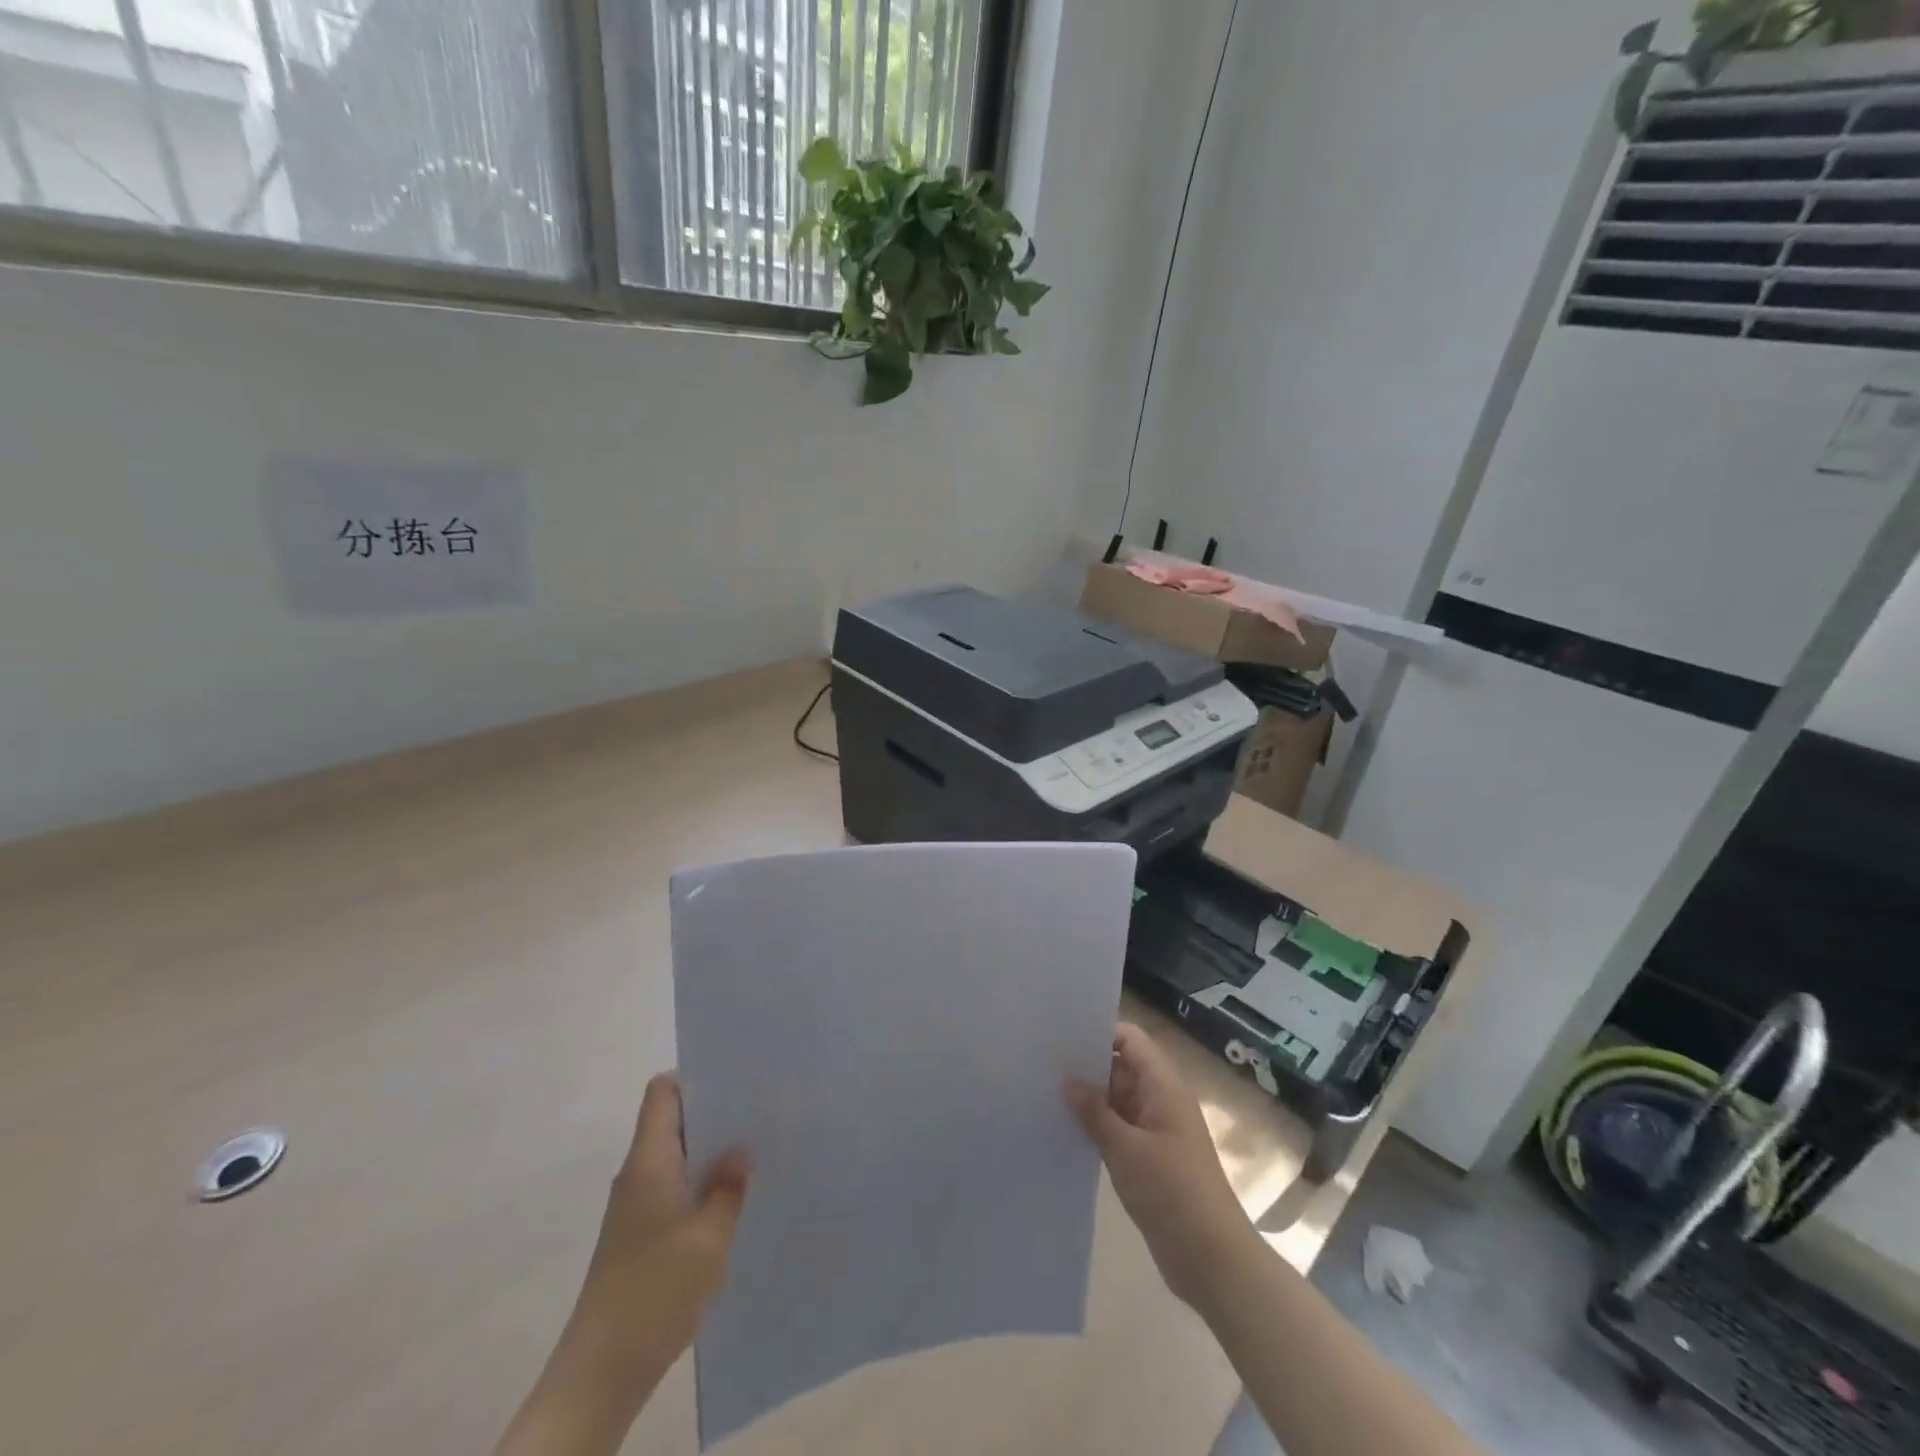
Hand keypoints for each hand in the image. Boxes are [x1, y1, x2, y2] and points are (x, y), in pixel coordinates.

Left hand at [494, 1075, 748, 1455]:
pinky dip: (699, 1185)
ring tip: (755, 1153)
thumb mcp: (709, 1236)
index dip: (695, 1078)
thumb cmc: (656, 1290)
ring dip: (709, 1153)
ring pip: (675, 1157)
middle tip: (759, 1112)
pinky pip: (673, 1189)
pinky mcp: (638, 1235)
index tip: (735, 1079)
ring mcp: (635, 1206)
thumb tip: (740, 1147)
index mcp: (650, 1160)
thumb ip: (728, 1185)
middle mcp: (638, 1173)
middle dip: (714, 1114)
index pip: (663, 1092)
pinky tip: (731, 1203)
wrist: (600, 1371)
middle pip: (672, 1121)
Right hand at [1065, 1023, 1256, 1309]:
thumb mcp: (1127, 1150)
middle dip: (1087, 1065)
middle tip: (1042, 1063)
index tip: (1062, 1035)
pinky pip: (1118, 1129)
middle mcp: (1160, 1101)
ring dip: (1088, 1099)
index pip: (1131, 1040)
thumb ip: (1094, 1112)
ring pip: (1117, 1100)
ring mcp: (1155, 1131)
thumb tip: (1067, 1078)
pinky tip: (1064, 1129)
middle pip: (1121, 1067)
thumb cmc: (1173, 1193)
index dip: (1100, 1032)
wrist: (1213, 1260)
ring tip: (1044, 1092)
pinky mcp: (1149, 1159)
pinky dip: (1096, 1126)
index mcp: (1164, 1087)